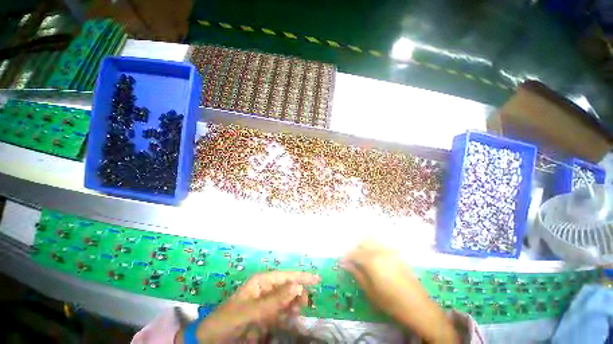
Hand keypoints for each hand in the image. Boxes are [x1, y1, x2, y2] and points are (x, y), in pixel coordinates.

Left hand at [175, 271, 319, 343]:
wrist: (212, 340)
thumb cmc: (229, 319)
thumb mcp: (251, 310)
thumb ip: (274, 300)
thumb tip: (297, 286)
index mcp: (261, 281)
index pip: (286, 276)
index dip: (301, 276)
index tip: (317, 279)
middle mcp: (265, 288)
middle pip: (287, 287)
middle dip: (297, 293)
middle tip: (305, 304)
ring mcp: (265, 302)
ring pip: (286, 300)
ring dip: (293, 305)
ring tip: (296, 313)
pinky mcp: (265, 315)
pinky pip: (281, 312)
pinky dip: (287, 315)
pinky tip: (290, 319)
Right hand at [341, 241, 458, 343]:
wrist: (418, 307)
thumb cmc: (391, 302)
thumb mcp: (370, 290)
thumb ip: (356, 273)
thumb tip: (344, 263)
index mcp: (371, 260)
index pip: (354, 253)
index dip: (346, 257)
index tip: (342, 262)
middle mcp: (380, 251)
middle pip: (363, 242)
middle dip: (355, 249)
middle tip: (352, 260)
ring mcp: (390, 251)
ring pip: (373, 241)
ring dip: (365, 245)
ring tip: (362, 257)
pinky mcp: (397, 254)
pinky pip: (382, 245)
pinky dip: (375, 247)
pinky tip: (375, 257)